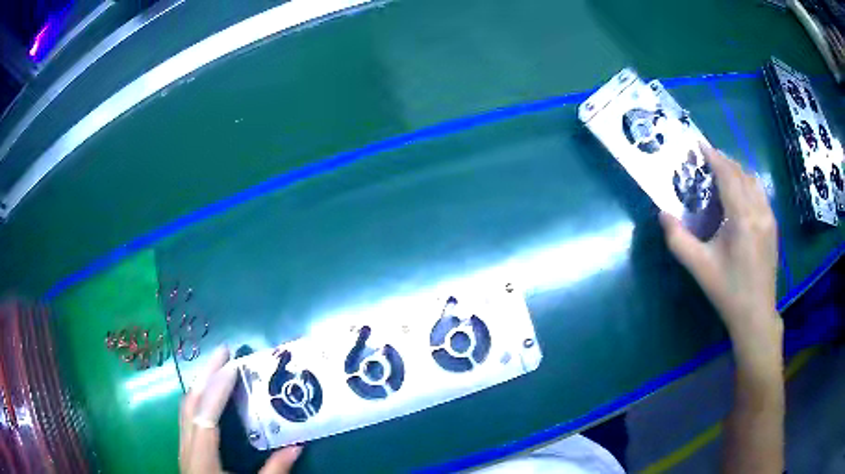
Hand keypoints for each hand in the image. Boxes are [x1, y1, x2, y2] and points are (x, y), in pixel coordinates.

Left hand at [180, 345, 301, 472]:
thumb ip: (275, 471)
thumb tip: (298, 446)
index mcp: (202, 458)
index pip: (206, 415)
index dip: (218, 389)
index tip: (232, 366)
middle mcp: (187, 447)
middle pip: (190, 403)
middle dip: (205, 375)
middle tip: (223, 351)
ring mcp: (182, 447)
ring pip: (185, 408)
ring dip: (201, 384)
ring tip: (217, 367)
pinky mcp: (185, 449)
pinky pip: (187, 416)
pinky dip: (198, 399)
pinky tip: (208, 396)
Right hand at [660, 144, 781, 363]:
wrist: (756, 314)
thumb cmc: (728, 291)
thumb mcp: (699, 268)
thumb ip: (678, 240)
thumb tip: (662, 214)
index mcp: (742, 218)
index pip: (728, 175)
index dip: (713, 156)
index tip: (699, 145)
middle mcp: (759, 211)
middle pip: (741, 173)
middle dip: (724, 161)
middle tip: (706, 161)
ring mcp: (769, 217)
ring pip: (753, 180)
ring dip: (737, 171)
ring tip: (722, 174)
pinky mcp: (773, 225)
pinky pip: (760, 193)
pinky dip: (748, 183)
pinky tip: (739, 194)